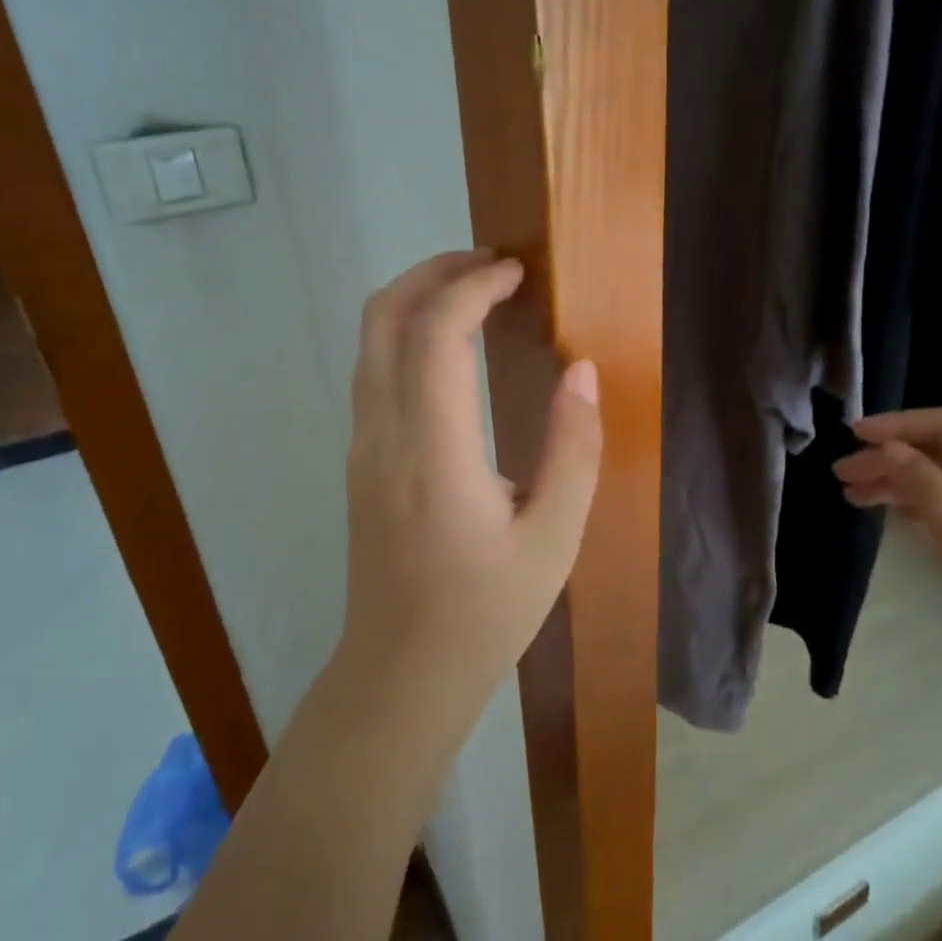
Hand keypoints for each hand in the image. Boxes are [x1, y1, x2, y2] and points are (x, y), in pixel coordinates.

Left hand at [339, 250, 602, 719]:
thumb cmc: (485, 613)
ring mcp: (362, 446)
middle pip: (383, 317)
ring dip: (418, 298)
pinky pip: (375, 370)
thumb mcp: (554, 541)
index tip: (517, 273)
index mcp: (433, 454)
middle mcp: (383, 436)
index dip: (473, 287)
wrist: (401, 675)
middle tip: (492, 265)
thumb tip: (580, 371)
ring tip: (477, 293)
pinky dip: (408, 333)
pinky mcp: (361, 459)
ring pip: (370, 341)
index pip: (435, 335)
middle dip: (434, 272)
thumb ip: (573, 450)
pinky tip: (453, 348)